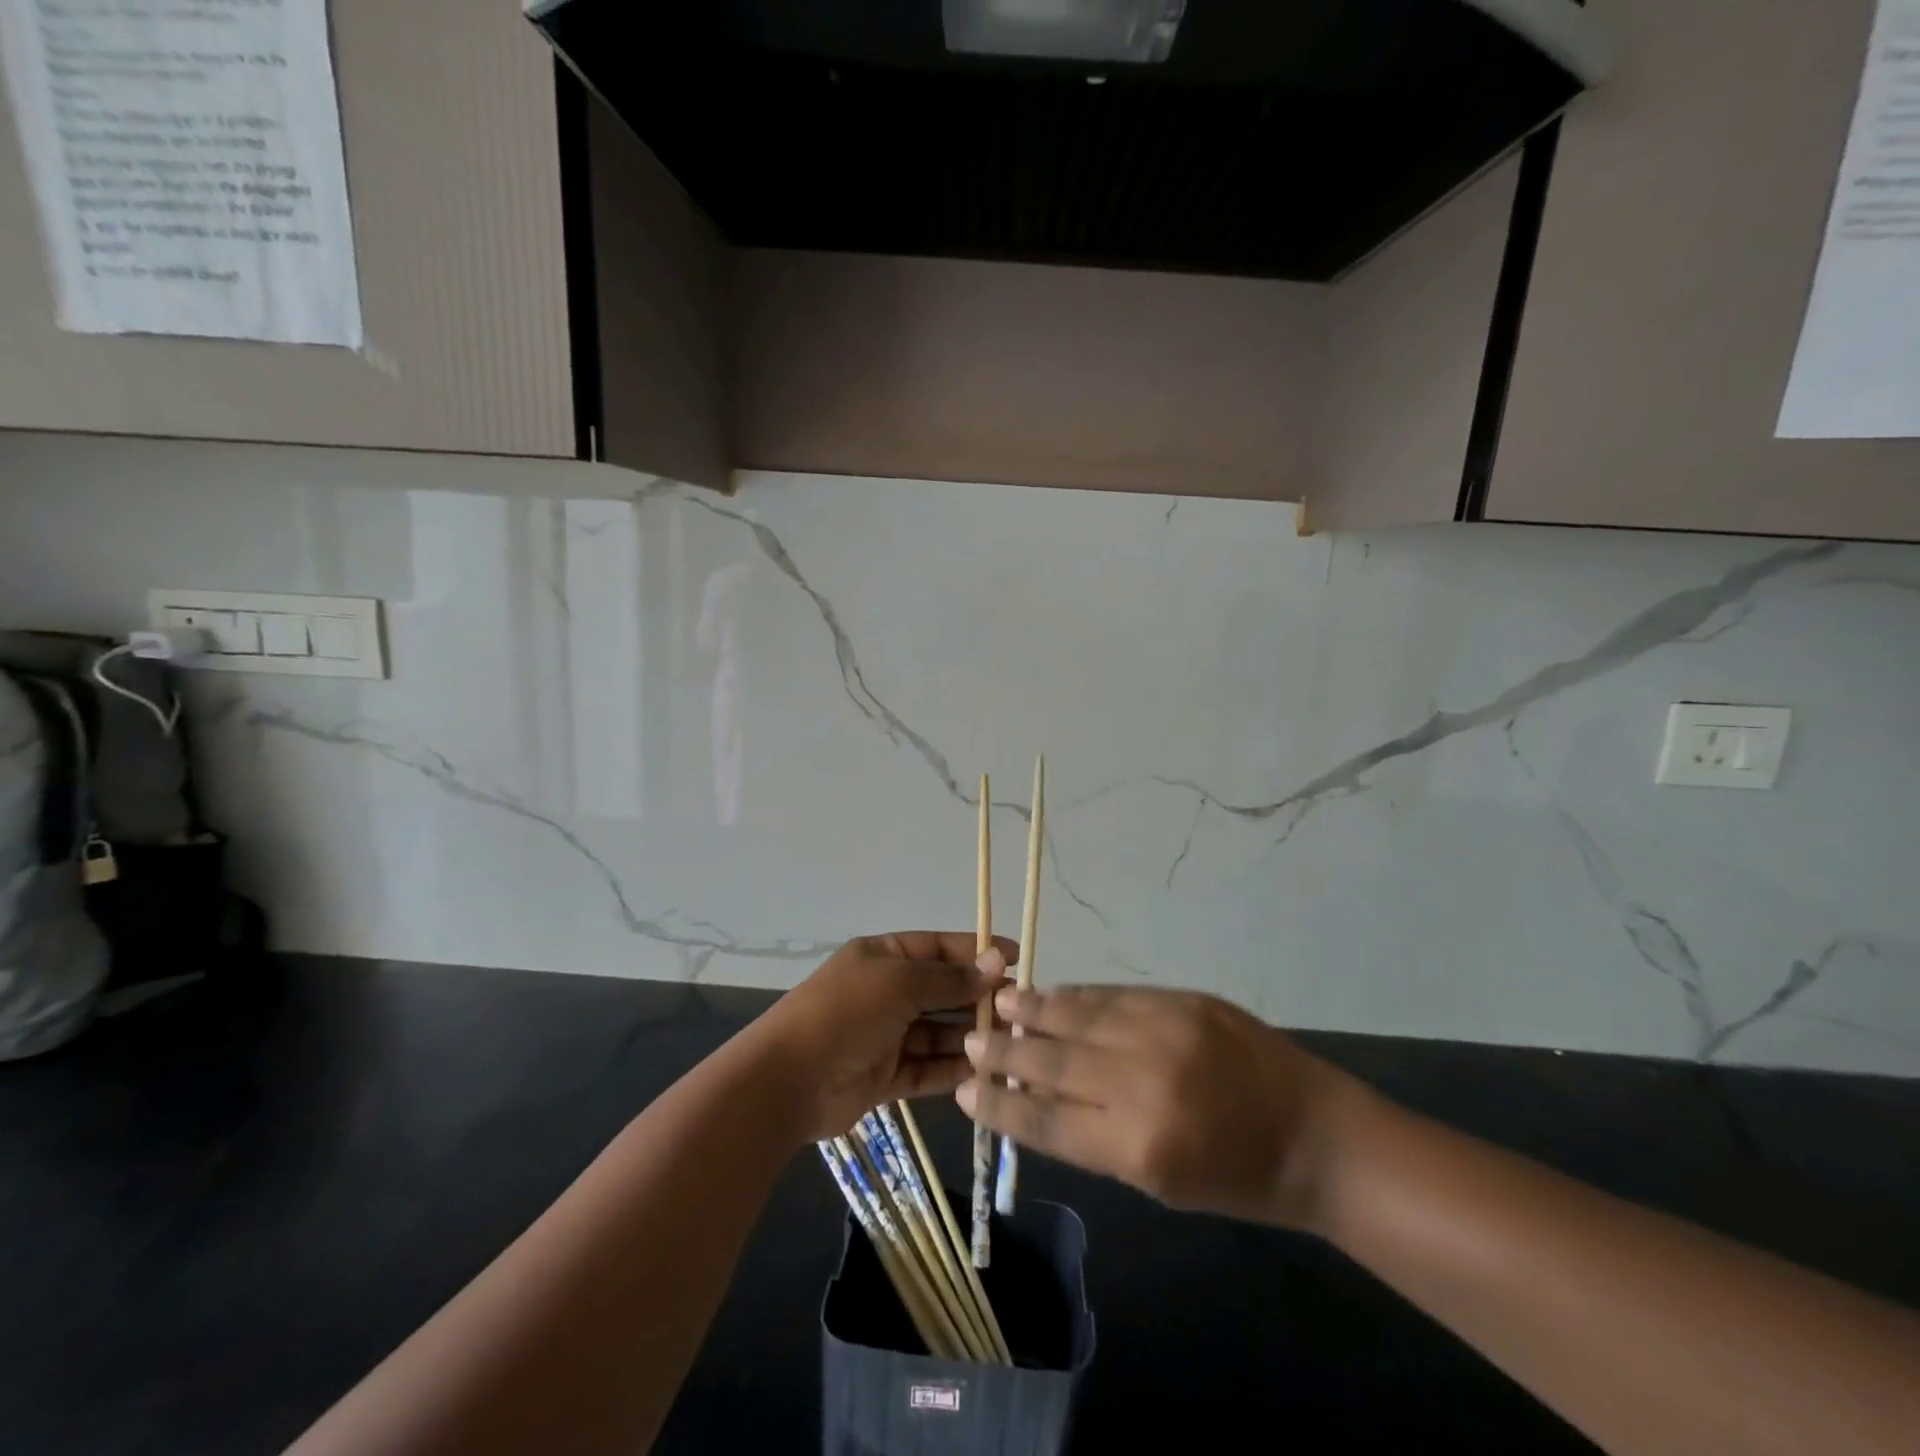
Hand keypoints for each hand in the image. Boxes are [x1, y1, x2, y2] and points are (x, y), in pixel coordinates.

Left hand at [751, 933, 1013, 1144]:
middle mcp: (885, 992)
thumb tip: (996, 963)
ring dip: (969, 1037)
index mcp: (883, 957)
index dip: (976, 950)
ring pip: (937, 1032)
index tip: (1016, 958)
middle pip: (941, 991)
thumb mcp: (899, 983)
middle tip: (1021, 1011)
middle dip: (977, 998)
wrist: (788, 1080)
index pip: (938, 948)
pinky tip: (983, 1074)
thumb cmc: (846, 1013)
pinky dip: (951, 1071)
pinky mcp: (884, 1075)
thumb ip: (949, 978)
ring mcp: (884, 1035)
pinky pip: (925, 1069)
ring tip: (1010, 1045)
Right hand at [957, 984, 1362, 1229]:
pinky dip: (1078, 996)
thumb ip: (1094, 1136)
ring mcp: (1163, 1031)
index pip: (1046, 1120)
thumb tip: (1036, 1095)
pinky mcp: (1182, 1000)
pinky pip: (1113, 995)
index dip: (1000, 1104)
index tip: (965, 1090)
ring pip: (1078, 1016)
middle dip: (1004, 1052)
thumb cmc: (1236, 1178)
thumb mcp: (1158, 1181)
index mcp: (1138, 1146)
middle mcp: (1142, 1082)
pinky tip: (1054, 994)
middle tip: (969, 1041)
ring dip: (1034, 1010)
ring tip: (1000, 1003)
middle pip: (1052, 1061)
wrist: (1315, 1135)